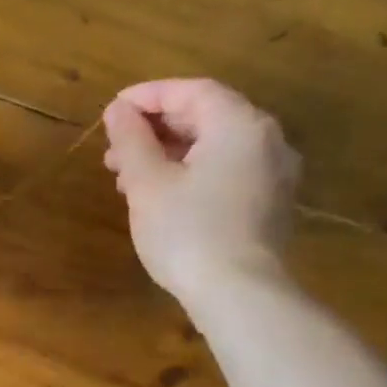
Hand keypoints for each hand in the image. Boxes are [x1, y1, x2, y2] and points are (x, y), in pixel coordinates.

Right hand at [101, 78, 299, 321]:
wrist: (239, 294)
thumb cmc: (188, 231)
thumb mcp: (148, 182)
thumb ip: (132, 140)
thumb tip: (118, 110)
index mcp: (239, 125)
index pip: (192, 92)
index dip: (148, 96)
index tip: (112, 110)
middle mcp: (266, 141)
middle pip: (206, 118)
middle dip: (155, 130)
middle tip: (114, 149)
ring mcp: (274, 175)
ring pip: (214, 148)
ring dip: (169, 155)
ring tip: (127, 178)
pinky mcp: (270, 206)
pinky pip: (227, 173)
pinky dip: (192, 174)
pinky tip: (161, 197)